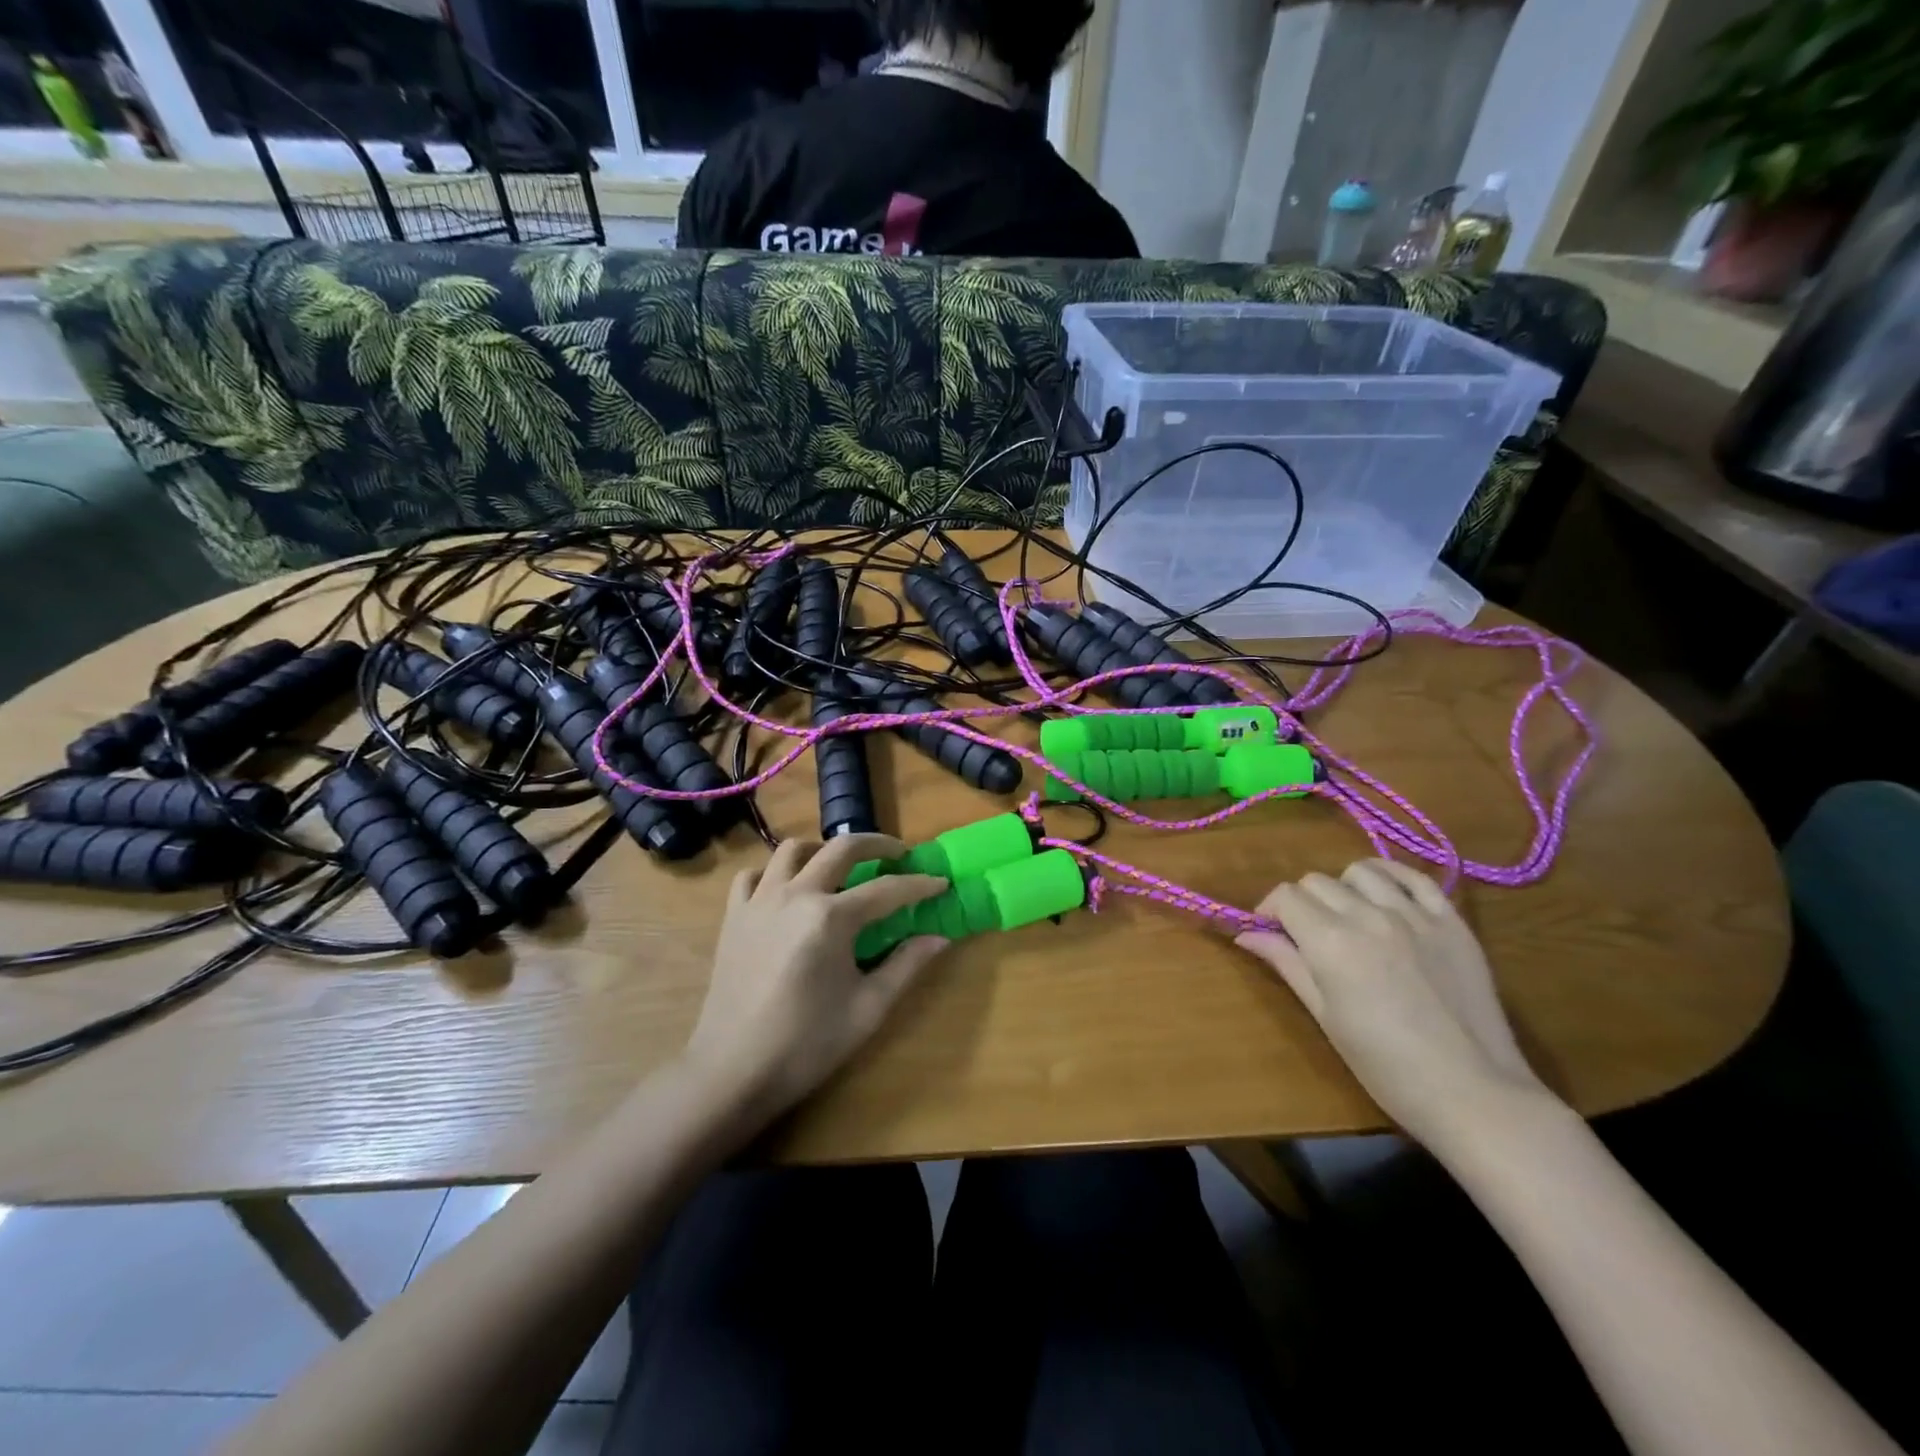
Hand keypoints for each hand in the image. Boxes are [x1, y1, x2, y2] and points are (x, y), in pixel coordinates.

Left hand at [681, 835, 950, 1129]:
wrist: (733, 1071)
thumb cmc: (807, 1044)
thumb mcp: (867, 1008)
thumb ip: (906, 965)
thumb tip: (939, 938)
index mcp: (831, 918)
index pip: (887, 890)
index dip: (919, 885)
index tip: (941, 882)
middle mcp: (795, 895)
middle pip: (841, 848)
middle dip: (878, 845)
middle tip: (899, 855)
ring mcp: (759, 901)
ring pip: (792, 850)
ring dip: (823, 850)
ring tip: (841, 866)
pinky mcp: (734, 915)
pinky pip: (754, 875)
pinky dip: (775, 872)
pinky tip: (788, 890)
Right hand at [1236, 860, 1552, 1148]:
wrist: (1474, 1094)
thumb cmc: (1386, 1066)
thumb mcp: (1325, 1016)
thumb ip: (1286, 964)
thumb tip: (1245, 935)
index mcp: (1331, 942)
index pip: (1286, 896)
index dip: (1270, 911)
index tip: (1271, 933)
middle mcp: (1369, 916)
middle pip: (1316, 881)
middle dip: (1302, 903)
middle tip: (1307, 935)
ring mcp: (1414, 915)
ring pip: (1360, 872)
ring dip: (1344, 889)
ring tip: (1349, 919)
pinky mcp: (1451, 921)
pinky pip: (1413, 876)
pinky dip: (1390, 877)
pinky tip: (1385, 896)